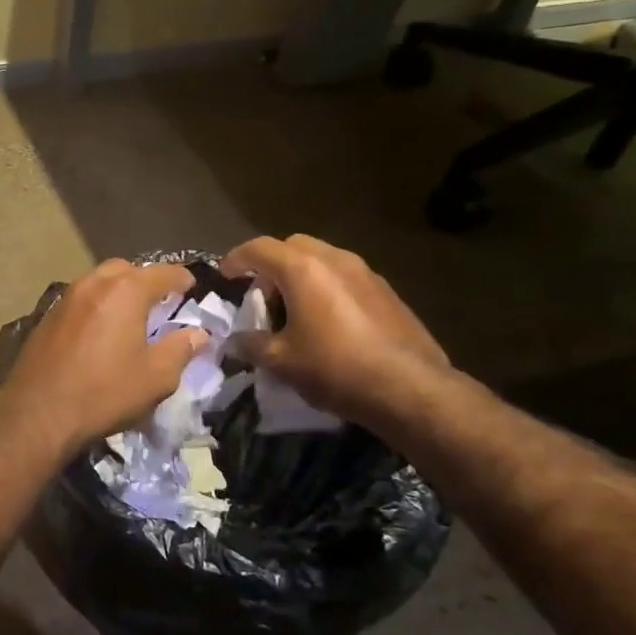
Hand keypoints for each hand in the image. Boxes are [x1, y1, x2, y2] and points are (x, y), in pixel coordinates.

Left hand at [1, 260, 208, 450]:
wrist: (37, 413)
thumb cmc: (104, 392)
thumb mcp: (156, 377)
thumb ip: (180, 349)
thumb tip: (198, 334)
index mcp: (125, 291)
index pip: (162, 273)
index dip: (182, 278)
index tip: (192, 287)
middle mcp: (93, 284)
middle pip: (126, 270)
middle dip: (146, 280)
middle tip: (159, 302)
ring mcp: (66, 298)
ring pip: (99, 282)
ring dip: (118, 291)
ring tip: (130, 316)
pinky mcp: (47, 317)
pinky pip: (80, 300)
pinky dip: (96, 306)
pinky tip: (100, 331)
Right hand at [219, 235, 449, 425]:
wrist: (410, 388)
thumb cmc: (335, 369)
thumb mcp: (282, 362)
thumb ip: (251, 345)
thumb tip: (233, 342)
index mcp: (303, 269)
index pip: (259, 248)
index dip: (236, 259)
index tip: (225, 276)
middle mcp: (334, 259)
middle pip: (292, 246)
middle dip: (271, 265)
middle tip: (262, 297)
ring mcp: (365, 272)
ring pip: (322, 259)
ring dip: (300, 276)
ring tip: (293, 312)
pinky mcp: (386, 291)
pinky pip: (344, 276)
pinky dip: (325, 287)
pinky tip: (326, 323)